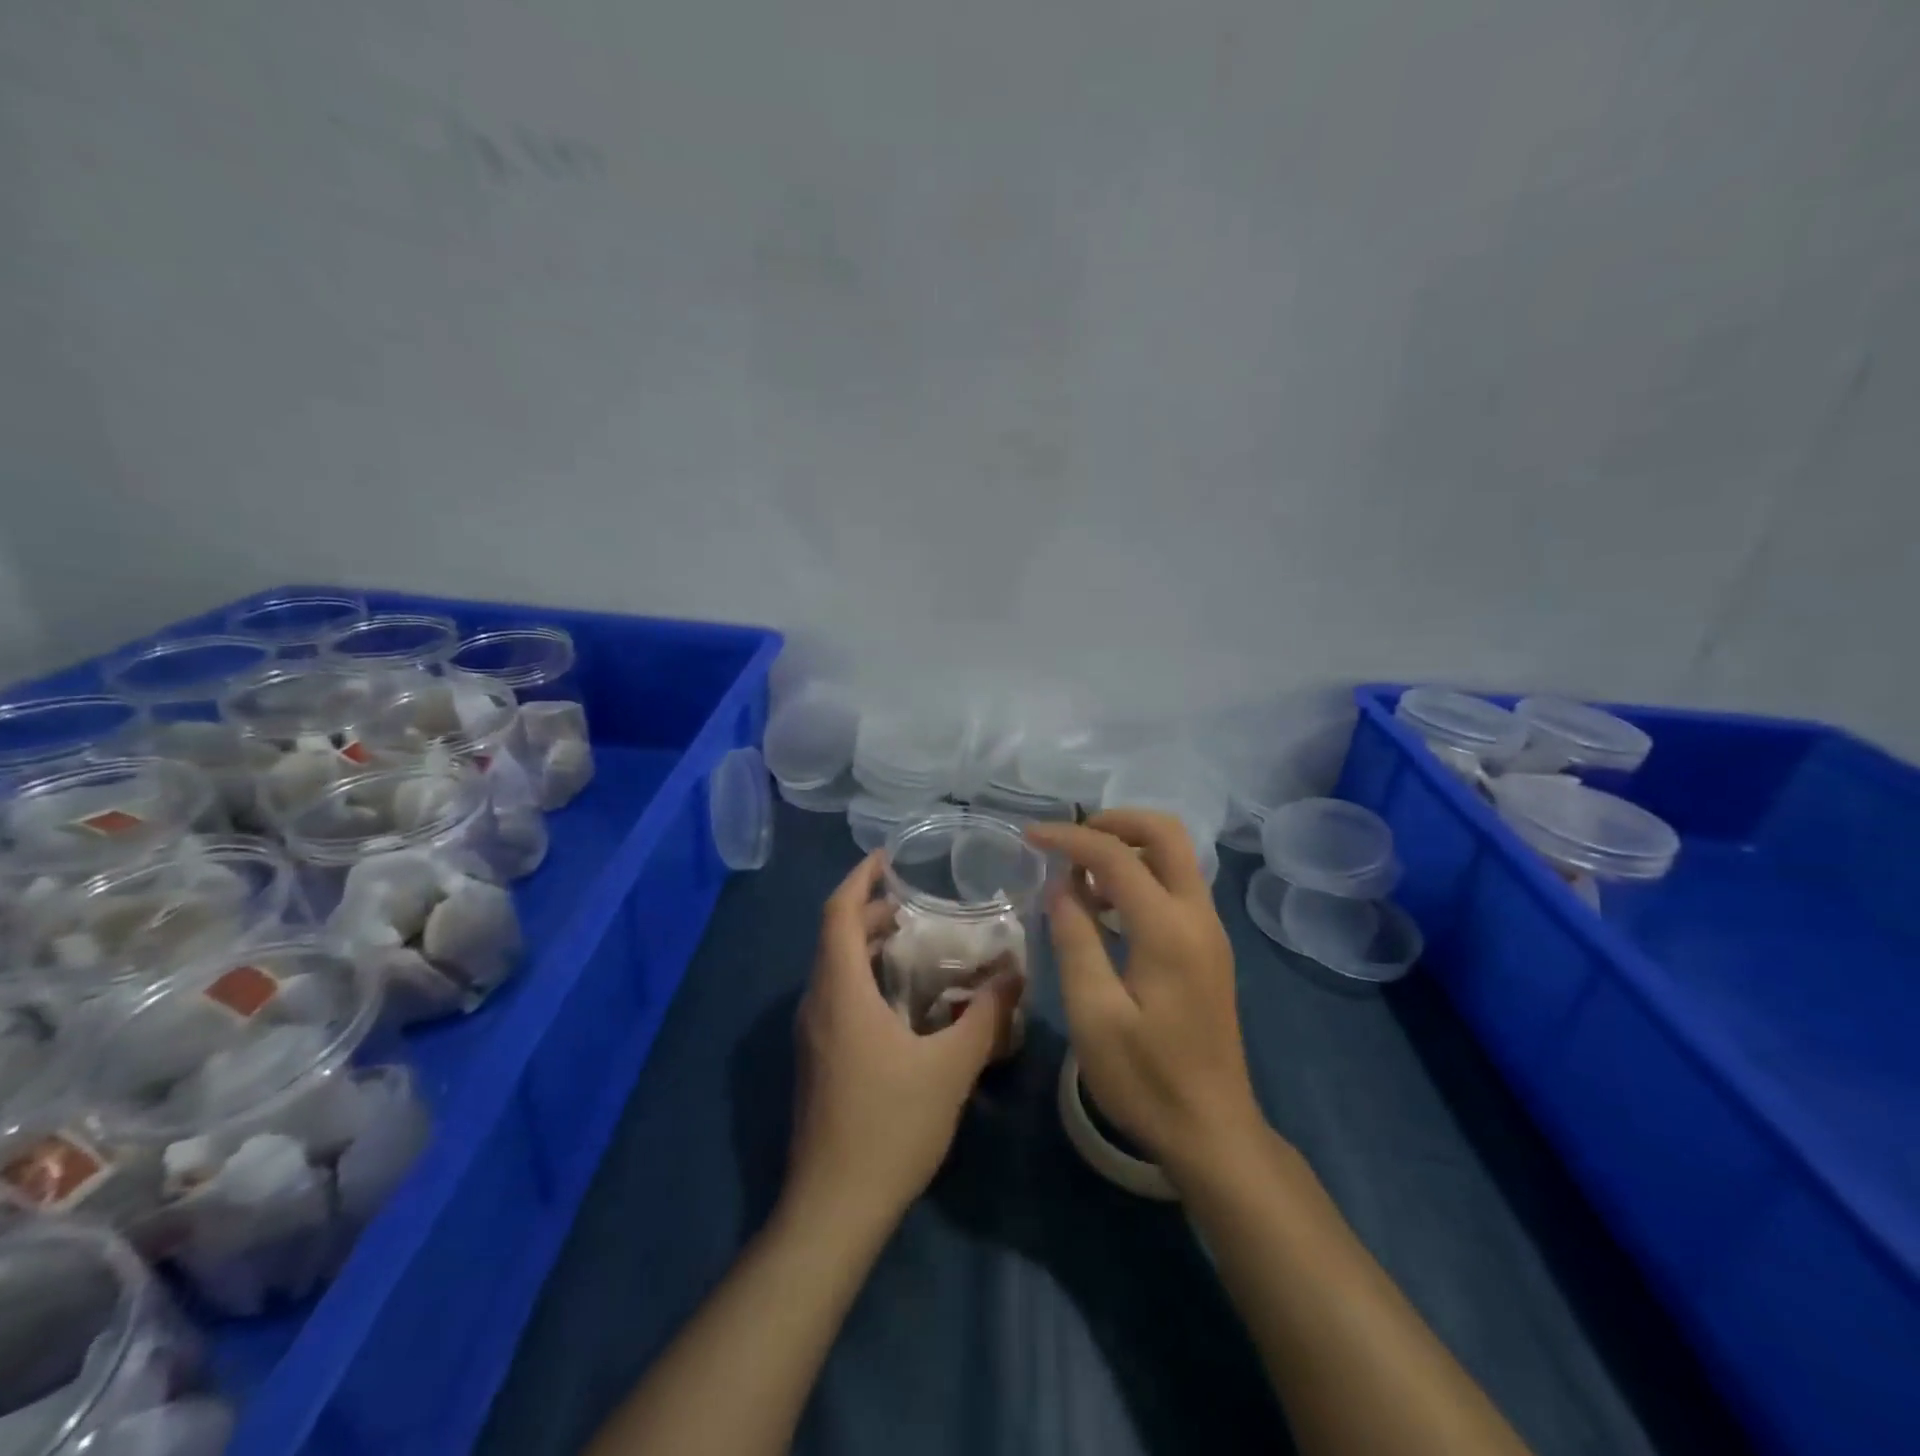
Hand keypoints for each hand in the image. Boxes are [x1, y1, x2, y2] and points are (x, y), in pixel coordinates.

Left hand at [785, 852, 1020, 1231]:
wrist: (832, 1208)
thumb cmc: (890, 1126)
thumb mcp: (951, 1067)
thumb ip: (986, 1017)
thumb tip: (1015, 975)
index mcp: (841, 991)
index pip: (838, 913)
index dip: (860, 878)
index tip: (888, 857)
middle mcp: (817, 1003)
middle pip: (835, 936)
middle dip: (871, 911)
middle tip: (917, 904)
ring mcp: (811, 1034)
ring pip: (834, 968)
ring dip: (866, 945)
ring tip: (914, 943)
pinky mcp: (816, 1059)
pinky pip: (836, 995)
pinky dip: (863, 976)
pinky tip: (902, 1000)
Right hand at [1026, 811, 1264, 1185]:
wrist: (1213, 1131)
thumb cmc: (1146, 1079)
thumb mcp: (1094, 1014)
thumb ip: (1075, 940)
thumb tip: (1062, 884)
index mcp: (1168, 929)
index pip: (1117, 856)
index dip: (1070, 837)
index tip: (1030, 836)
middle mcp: (1198, 916)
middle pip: (1166, 833)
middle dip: (1115, 821)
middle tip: (1069, 839)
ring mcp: (1210, 931)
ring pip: (1175, 856)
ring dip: (1128, 848)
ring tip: (1079, 874)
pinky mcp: (1209, 948)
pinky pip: (1177, 885)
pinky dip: (1141, 875)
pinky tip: (1106, 907)